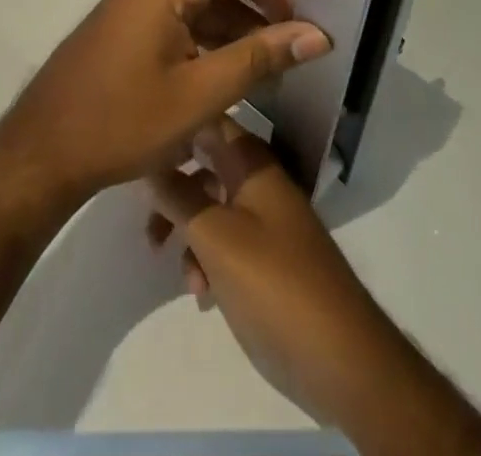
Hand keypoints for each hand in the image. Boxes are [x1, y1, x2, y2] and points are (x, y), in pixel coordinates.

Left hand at [0, 0, 330, 210]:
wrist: (43, 152)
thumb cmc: (120, 123)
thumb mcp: (198, 96)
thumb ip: (259, 58)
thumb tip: (318, 34)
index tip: (315, 20)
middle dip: (268, 5)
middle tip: (307, 43)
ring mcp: (140, 2)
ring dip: (244, 25)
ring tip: (284, 63)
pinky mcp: (135, 25)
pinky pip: (186, 17)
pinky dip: (217, 38)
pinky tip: (242, 70)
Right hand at [145, 120, 405, 432]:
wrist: (341, 360)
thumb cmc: (275, 284)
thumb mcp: (216, 237)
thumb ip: (178, 197)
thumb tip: (148, 162)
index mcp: (252, 163)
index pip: (208, 121)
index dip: (175, 127)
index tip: (139, 147)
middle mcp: (257, 183)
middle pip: (203, 166)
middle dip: (171, 189)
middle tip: (146, 219)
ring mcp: (263, 222)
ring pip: (209, 207)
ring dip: (186, 232)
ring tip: (172, 267)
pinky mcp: (265, 260)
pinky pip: (224, 243)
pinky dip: (206, 260)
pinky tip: (201, 293)